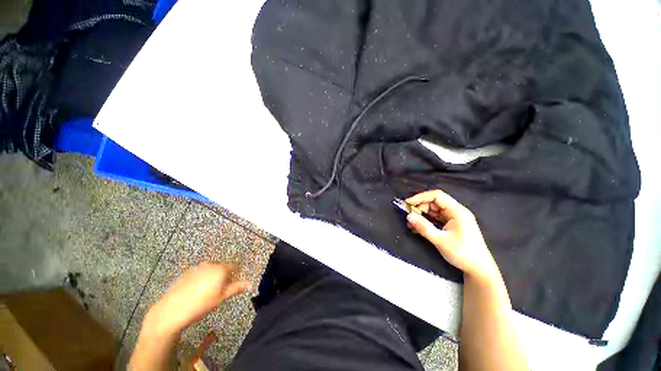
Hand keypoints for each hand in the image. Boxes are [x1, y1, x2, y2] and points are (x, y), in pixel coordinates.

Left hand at [144, 262, 251, 336]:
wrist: (171, 310)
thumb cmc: (201, 305)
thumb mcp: (221, 298)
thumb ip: (237, 288)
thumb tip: (251, 284)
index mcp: (220, 269)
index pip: (234, 266)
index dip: (236, 275)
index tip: (232, 285)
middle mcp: (210, 264)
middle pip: (222, 267)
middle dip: (224, 276)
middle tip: (220, 291)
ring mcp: (197, 267)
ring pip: (211, 269)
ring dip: (213, 277)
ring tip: (207, 292)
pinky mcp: (187, 272)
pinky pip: (200, 272)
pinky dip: (202, 278)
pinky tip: (195, 291)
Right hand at [405, 190, 498, 280]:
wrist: (480, 270)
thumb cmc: (463, 254)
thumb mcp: (441, 241)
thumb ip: (424, 227)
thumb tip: (408, 216)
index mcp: (457, 211)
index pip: (437, 196)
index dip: (420, 197)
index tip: (407, 203)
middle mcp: (456, 211)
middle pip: (434, 202)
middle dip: (420, 207)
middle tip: (409, 217)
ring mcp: (454, 218)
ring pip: (434, 210)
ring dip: (421, 215)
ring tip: (411, 224)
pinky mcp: (452, 225)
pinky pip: (436, 218)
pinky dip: (426, 221)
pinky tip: (417, 228)